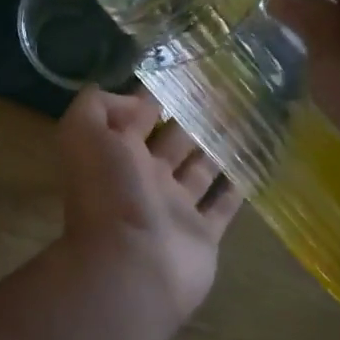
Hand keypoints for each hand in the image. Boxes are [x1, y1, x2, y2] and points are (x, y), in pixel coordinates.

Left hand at [51, 87, 243, 332]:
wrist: (132, 267)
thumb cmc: (110, 193)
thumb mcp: (85, 134)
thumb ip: (98, 107)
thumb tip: (132, 100)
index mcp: (118, 155)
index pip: (136, 118)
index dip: (154, 96)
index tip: (184, 73)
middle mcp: (146, 179)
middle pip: (172, 142)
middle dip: (192, 118)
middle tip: (225, 91)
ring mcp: (175, 209)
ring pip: (200, 170)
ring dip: (217, 147)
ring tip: (245, 119)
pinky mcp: (202, 235)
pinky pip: (222, 206)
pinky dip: (235, 188)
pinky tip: (254, 163)